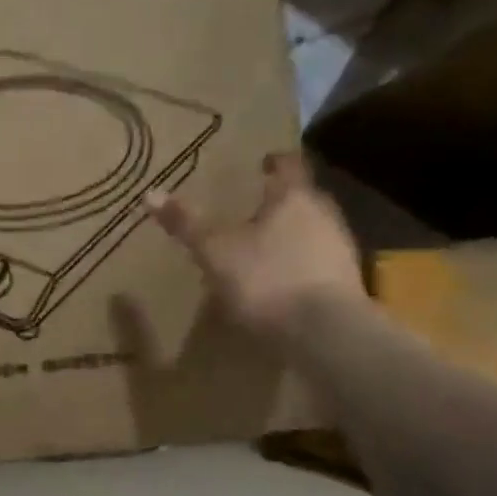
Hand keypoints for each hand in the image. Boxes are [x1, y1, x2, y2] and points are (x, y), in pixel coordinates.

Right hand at [148, 150, 366, 336]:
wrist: (327, 333)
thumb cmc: (268, 278)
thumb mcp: (215, 251)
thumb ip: (187, 223)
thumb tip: (151, 193)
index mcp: (294, 196)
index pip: (288, 164)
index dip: (273, 161)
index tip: (261, 163)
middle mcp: (324, 214)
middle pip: (301, 198)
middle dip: (278, 202)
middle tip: (252, 207)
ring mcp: (340, 249)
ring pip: (311, 231)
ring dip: (289, 235)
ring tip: (261, 248)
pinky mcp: (346, 284)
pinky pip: (316, 263)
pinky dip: (298, 266)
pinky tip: (279, 283)